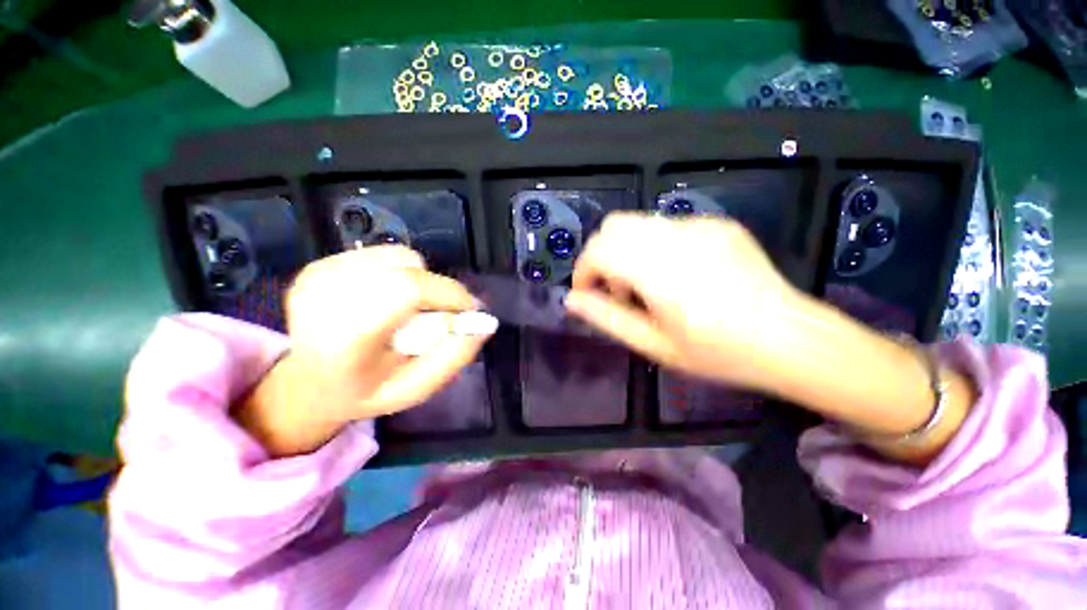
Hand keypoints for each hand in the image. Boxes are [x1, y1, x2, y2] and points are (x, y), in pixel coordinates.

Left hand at [235, 246, 491, 455]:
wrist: (310, 383)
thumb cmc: (368, 391)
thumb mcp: (419, 387)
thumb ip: (455, 355)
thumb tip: (486, 321)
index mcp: (344, 339)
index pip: (406, 290)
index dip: (448, 293)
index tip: (469, 309)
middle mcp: (323, 299)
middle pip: (406, 268)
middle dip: (436, 289)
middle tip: (439, 315)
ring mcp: (317, 277)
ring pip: (398, 256)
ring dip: (418, 279)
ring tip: (409, 309)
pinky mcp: (318, 265)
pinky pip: (382, 254)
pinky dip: (400, 272)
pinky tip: (388, 298)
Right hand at [565, 213, 801, 390]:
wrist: (791, 339)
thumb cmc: (718, 353)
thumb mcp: (654, 345)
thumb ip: (607, 318)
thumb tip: (572, 300)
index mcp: (659, 271)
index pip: (599, 250)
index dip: (583, 270)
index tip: (588, 293)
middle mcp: (676, 238)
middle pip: (614, 226)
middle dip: (602, 256)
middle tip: (617, 290)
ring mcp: (700, 226)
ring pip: (638, 224)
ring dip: (627, 250)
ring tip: (647, 285)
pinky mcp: (717, 224)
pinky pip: (667, 226)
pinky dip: (654, 247)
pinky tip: (678, 275)